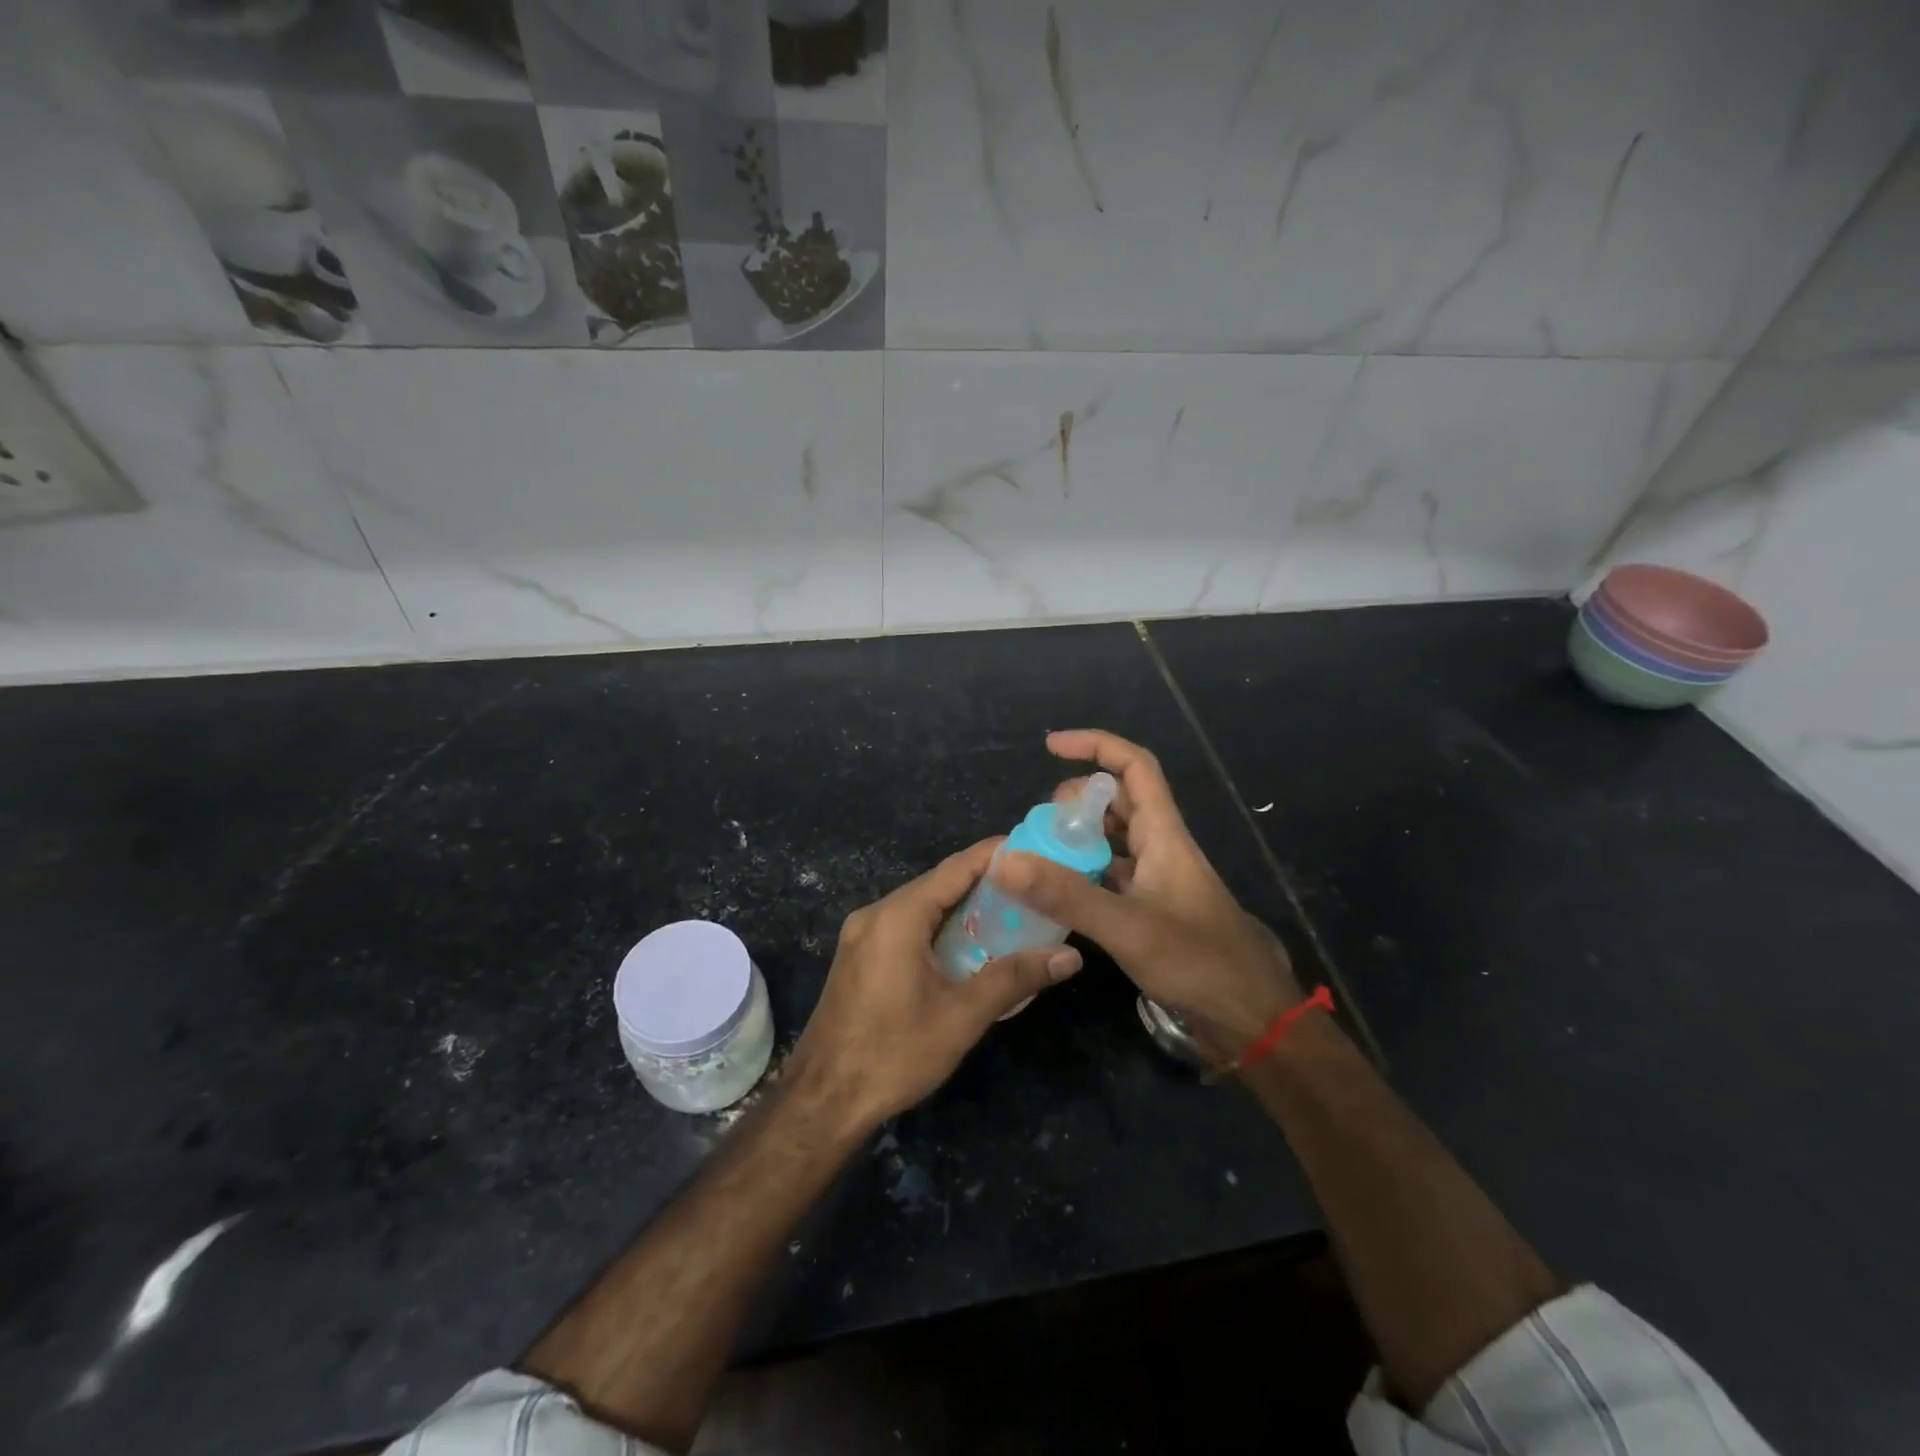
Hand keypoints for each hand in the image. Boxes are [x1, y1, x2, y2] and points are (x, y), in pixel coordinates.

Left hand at [785, 837, 1083, 1132]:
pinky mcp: (858, 956)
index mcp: (897, 917)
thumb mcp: (961, 1017)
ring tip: (1008, 912)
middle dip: (982, 882)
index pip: (954, 869)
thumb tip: (1070, 957)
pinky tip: (965, 943)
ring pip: (920, 905)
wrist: (823, 1100)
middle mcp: (875, 914)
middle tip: (1030, 886)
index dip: (994, 855)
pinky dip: (937, 925)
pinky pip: (904, 926)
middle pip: (936, 884)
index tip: (1033, 849)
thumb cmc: (893, 1054)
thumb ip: (1014, 979)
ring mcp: (861, 935)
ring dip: (960, 906)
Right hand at [992, 730, 1302, 1057]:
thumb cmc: (1200, 963)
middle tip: (1039, 825)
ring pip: (1113, 841)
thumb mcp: (1128, 927)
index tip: (1051, 747)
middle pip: (1118, 801)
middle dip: (1076, 801)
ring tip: (1038, 857)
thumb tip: (1005, 860)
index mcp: (1165, 835)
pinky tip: (1056, 897)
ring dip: (1077, 840)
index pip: (1134, 767)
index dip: (1095, 746)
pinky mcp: (1152, 911)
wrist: (1252, 1020)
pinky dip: (1082, 876)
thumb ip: (1067, 895)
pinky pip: (1110, 877)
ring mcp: (1157, 881)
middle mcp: (1161, 848)